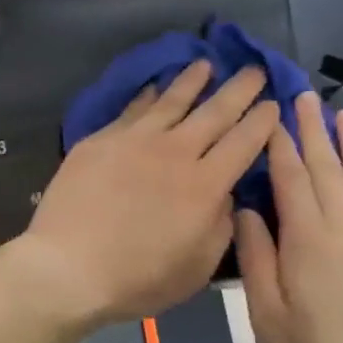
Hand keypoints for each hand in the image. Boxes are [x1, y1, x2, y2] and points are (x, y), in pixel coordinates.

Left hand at [17, 62, 278, 328]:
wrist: (68, 265)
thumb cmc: (137, 277)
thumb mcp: (197, 267)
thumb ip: (220, 225)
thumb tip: (226, 193)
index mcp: (205, 185)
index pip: (243, 142)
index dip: (262, 121)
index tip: (273, 104)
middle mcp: (175, 152)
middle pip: (214, 112)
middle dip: (239, 89)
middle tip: (255, 69)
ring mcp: (135, 140)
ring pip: (171, 101)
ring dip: (192, 80)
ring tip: (205, 64)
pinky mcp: (102, 139)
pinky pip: (133, 109)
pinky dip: (149, 95)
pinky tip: (154, 87)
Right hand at [234, 96, 342, 342]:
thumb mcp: (267, 317)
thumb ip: (256, 257)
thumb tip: (246, 208)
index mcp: (309, 239)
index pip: (291, 177)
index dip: (279, 143)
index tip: (271, 115)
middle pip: (329, 167)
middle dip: (313, 129)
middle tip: (303, 97)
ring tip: (342, 114)